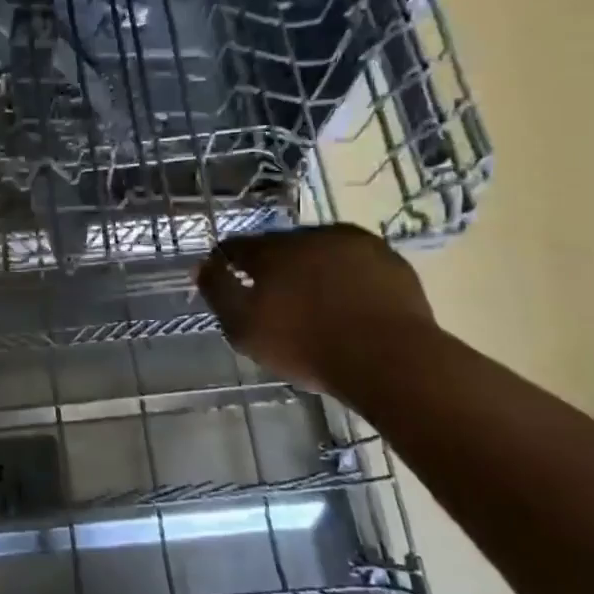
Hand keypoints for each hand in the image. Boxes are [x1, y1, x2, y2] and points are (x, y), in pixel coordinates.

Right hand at [196, 224, 436, 390]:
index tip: (227, 279)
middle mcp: (311, 235)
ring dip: (312, 269)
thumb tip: (203, 265)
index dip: (228, 262)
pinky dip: (348, 278)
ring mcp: (355, 244)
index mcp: (273, 249)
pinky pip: (356, 264)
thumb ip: (219, 292)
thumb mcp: (245, 327)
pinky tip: (350, 304)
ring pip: (321, 252)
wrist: (391, 358)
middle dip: (273, 266)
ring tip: (315, 302)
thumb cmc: (307, 345)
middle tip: (274, 298)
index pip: (238, 246)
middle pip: (280, 246)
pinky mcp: (390, 261)